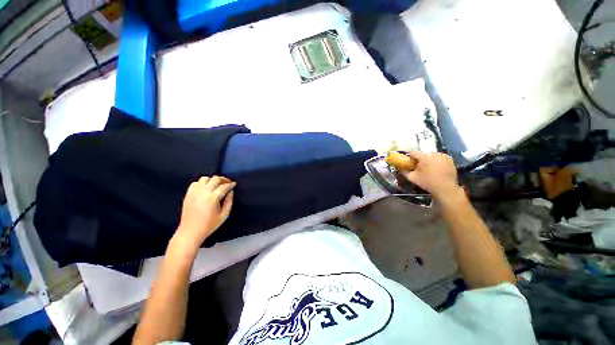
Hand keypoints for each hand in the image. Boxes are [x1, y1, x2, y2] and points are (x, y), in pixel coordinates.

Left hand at [175, 176, 235, 250]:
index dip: (231, 184)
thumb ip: (229, 202)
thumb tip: (230, 192)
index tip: (234, 184)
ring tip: (217, 184)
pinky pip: (196, 183)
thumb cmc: (209, 225)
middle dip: (223, 179)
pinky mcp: (188, 194)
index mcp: (213, 197)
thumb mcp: (224, 215)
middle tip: (228, 182)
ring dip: (212, 180)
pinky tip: (206, 187)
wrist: (190, 231)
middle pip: (215, 179)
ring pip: (205, 178)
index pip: (224, 186)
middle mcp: (203, 192)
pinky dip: (202, 183)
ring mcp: (194, 192)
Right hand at [401, 151, 459, 198]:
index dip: (409, 157)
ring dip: (429, 160)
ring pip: (432, 156)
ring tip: (429, 169)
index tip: (408, 162)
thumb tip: (399, 168)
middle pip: (423, 154)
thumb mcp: (413, 178)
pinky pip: (440, 158)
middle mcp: (434, 154)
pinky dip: (437, 162)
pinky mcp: (450, 160)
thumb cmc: (427, 182)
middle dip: (420, 160)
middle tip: (419, 167)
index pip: (413, 153)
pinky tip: (437, 169)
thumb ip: (404, 172)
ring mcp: (443, 156)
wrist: (445, 188)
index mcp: (424, 157)